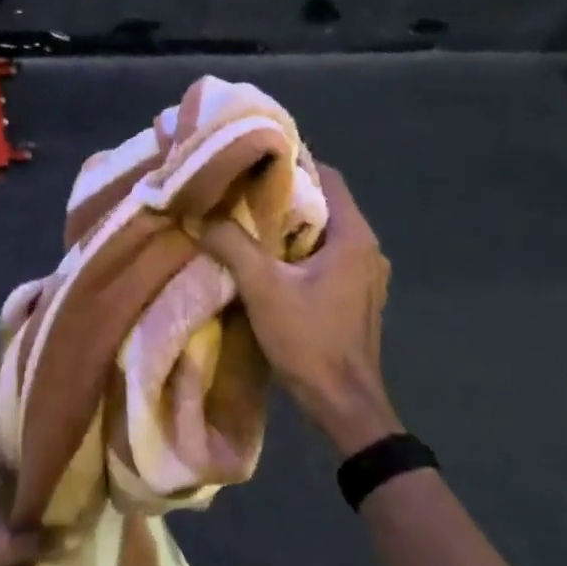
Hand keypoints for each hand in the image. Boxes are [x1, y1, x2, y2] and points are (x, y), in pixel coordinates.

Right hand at [200, 164, 402, 455]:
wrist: (344, 406)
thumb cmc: (310, 341)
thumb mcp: (263, 288)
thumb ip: (231, 245)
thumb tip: (199, 214)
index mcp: (353, 236)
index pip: (327, 177)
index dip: (292, 162)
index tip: (253, 159)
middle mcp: (366, 248)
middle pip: (323, 203)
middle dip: (283, 195)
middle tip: (239, 190)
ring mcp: (364, 274)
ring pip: (323, 232)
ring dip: (289, 225)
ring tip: (246, 221)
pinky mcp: (355, 295)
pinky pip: (325, 257)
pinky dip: (298, 250)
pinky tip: (267, 259)